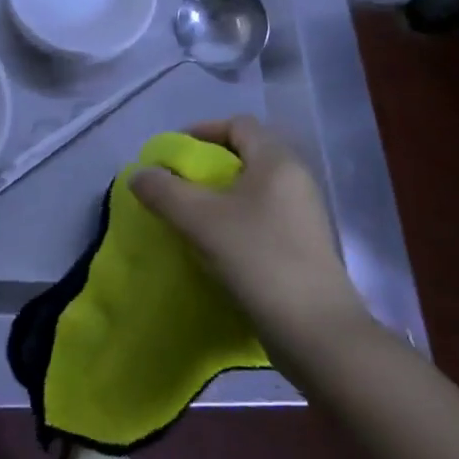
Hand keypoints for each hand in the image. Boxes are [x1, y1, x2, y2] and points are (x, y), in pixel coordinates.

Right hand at [131, 115, 370, 356]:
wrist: (318, 334)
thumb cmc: (259, 260)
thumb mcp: (201, 221)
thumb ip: (165, 192)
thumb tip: (140, 175)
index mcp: (277, 161)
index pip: (238, 124)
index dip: (203, 130)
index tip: (173, 153)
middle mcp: (295, 179)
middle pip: (245, 155)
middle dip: (208, 166)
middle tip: (177, 186)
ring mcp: (303, 215)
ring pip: (253, 190)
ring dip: (220, 197)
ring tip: (190, 218)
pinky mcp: (304, 246)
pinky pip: (262, 217)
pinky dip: (236, 221)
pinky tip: (216, 247)